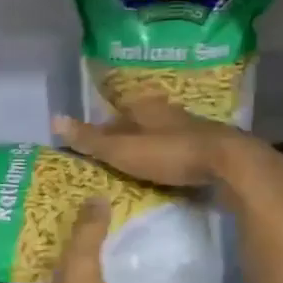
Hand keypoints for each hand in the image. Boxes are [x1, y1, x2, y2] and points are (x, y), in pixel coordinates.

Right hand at [52, 97, 248, 187]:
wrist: (228, 163)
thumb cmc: (169, 153)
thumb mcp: (122, 149)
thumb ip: (90, 138)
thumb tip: (54, 119)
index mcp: (144, 107)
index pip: (114, 114)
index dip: (101, 129)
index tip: (91, 147)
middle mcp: (167, 112)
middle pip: (138, 124)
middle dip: (125, 139)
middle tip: (111, 161)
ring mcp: (191, 128)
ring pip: (160, 136)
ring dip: (148, 150)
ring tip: (134, 171)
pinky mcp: (208, 147)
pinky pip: (179, 151)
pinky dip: (168, 161)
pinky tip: (165, 175)